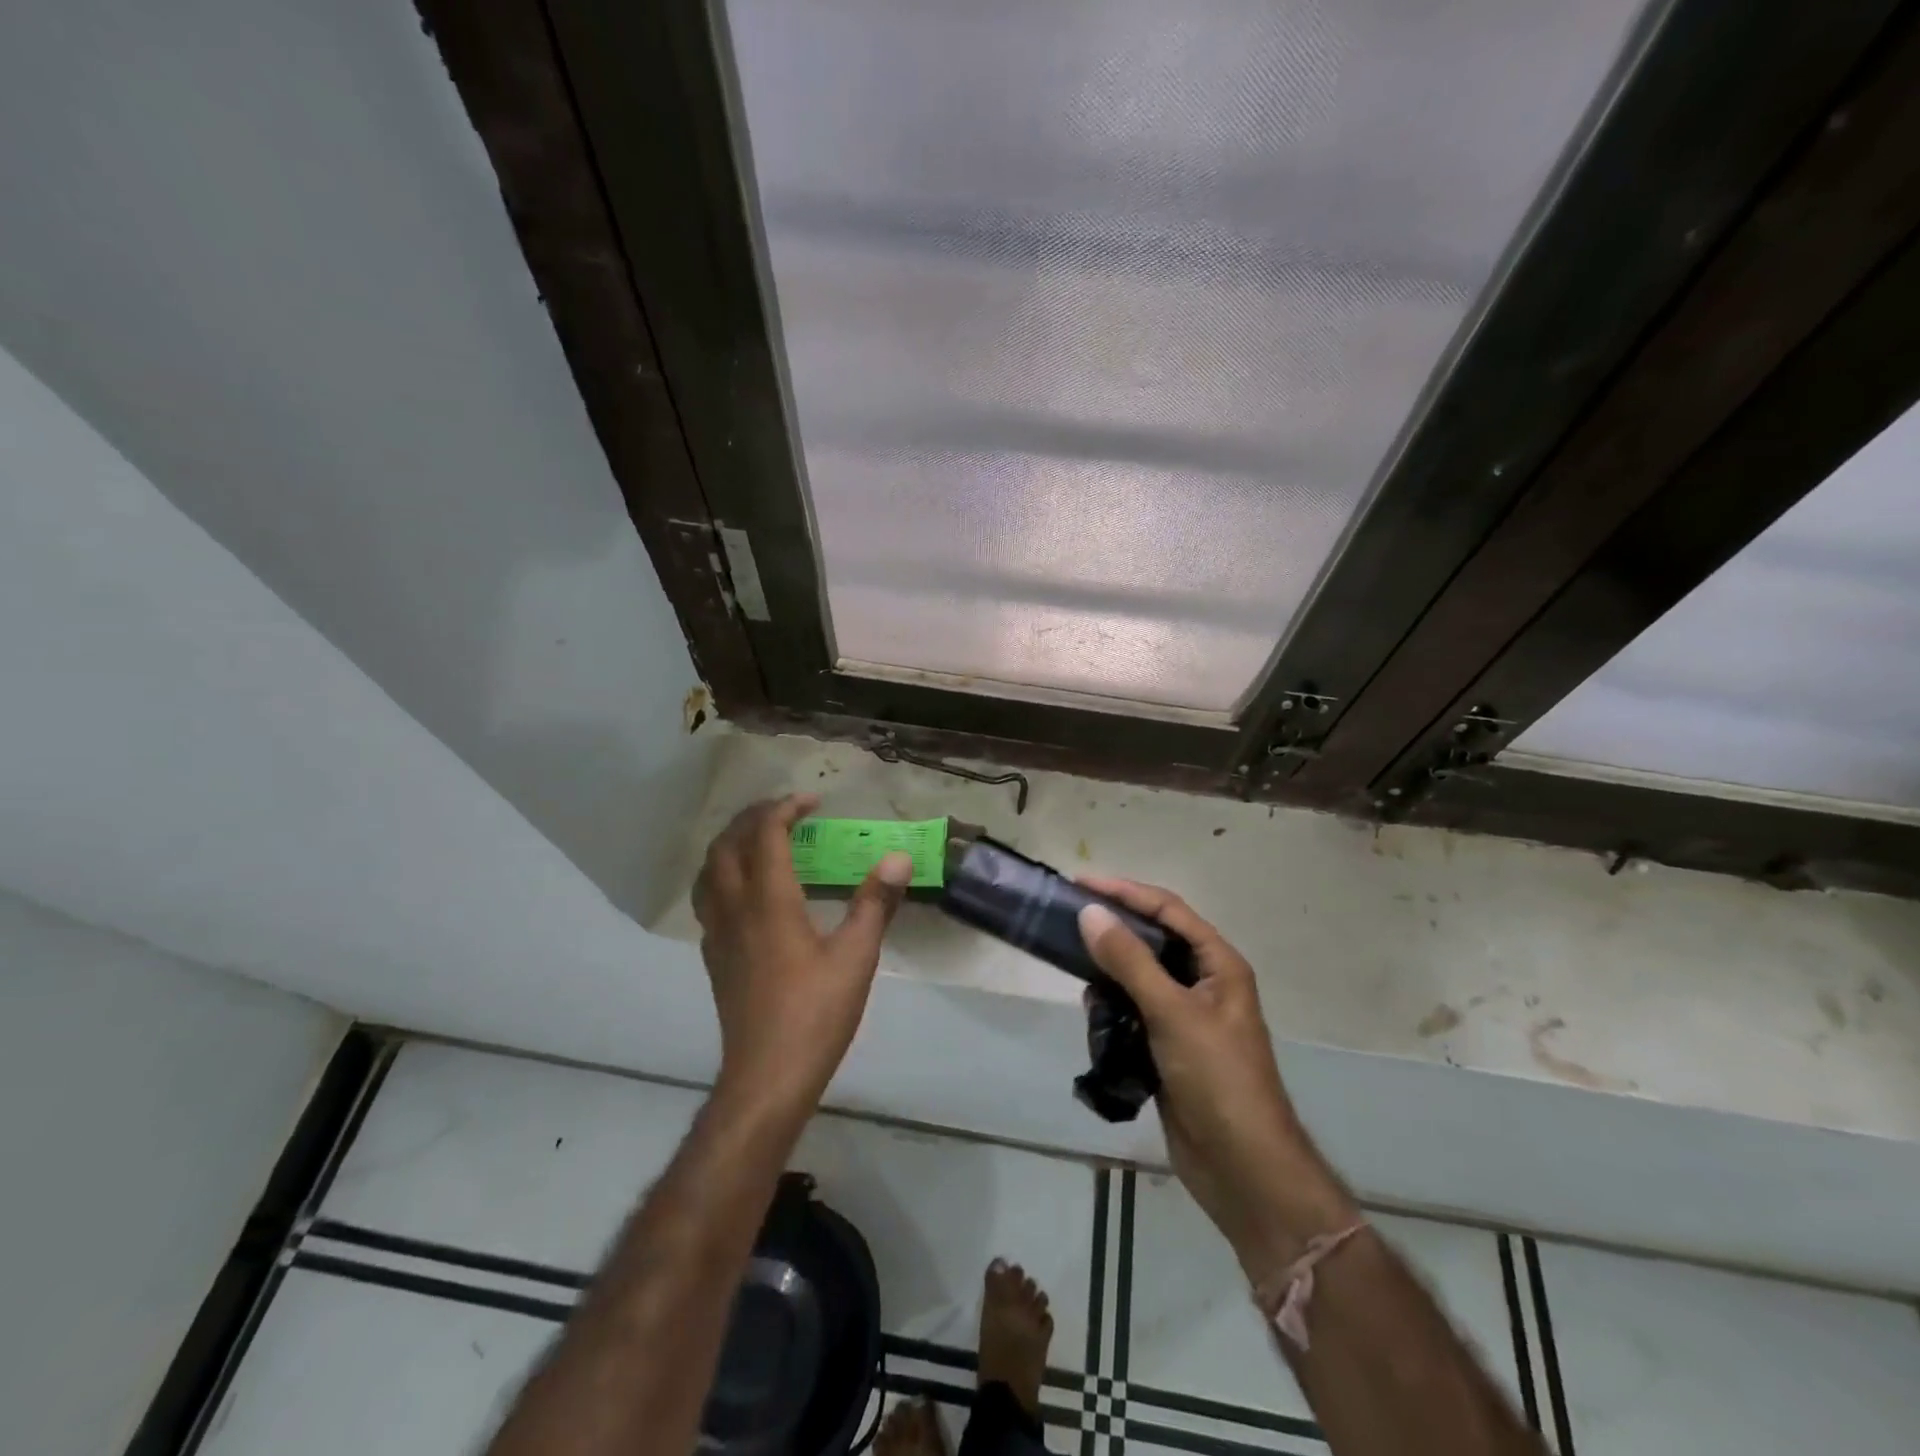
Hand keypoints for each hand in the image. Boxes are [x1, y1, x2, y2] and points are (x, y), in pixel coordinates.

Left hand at [693, 795, 911, 1118]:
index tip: (811, 801)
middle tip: (785, 812)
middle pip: (727, 845)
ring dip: (730, 844)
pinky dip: (723, 875)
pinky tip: (747, 892)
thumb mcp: (856, 957)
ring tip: (759, 841)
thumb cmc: (815, 1014)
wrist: (767, 1077)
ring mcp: (718, 935)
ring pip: (708, 872)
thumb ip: (875, 903)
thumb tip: (898, 858)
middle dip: (752, 818)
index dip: (785, 808)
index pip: (765, 835)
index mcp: (769, 902)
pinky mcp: (714, 958)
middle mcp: (735, 909)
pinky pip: (708, 899)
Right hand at [1077, 878, 1358, 1275]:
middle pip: (1153, 939)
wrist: (1242, 1168)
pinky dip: (1111, 1005)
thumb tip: (1090, 913)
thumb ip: (1130, 961)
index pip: (1168, 909)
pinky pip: (1133, 1010)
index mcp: (1218, 964)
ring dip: (1110, 969)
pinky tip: (1091, 1009)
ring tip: (1075, 964)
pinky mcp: (1168, 1047)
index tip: (1081, 883)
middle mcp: (1203, 983)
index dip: (1126, 891)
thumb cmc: (1217, 1079)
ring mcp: (1185, 1017)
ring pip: (1139, 975)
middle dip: (1114, 928)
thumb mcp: (1172, 1012)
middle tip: (1070, 918)